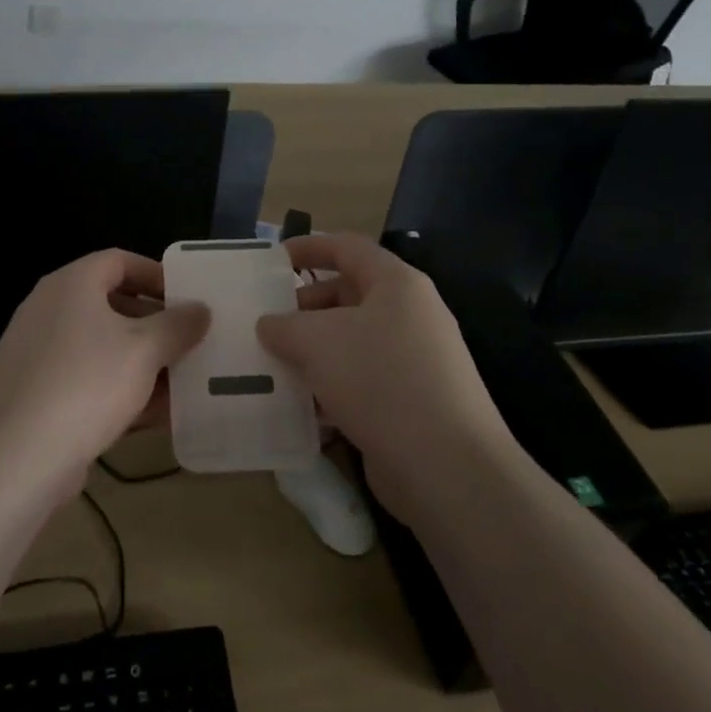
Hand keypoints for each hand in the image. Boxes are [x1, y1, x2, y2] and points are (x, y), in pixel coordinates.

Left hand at [0, 250, 208, 496]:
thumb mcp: (145, 350)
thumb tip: (200, 309)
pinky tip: (156, 417)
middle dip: (156, 326)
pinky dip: (121, 392)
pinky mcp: (37, 396)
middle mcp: (50, 311)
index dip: (157, 275)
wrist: (13, 458)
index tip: (189, 299)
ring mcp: (39, 355)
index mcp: (71, 285)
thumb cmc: (86, 384)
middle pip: (112, 305)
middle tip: (192, 344)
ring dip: (143, 364)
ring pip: (102, 349)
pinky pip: (88, 382)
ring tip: (184, 385)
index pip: (119, 261)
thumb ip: (178, 325)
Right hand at [256, 234, 510, 516]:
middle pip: (348, 296)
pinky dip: (330, 388)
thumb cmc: (379, 379)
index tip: (271, 261)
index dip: (307, 247)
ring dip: (312, 353)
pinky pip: (361, 382)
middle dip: (303, 309)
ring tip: (272, 367)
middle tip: (265, 326)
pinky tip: (300, 407)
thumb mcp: (316, 341)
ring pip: (352, 343)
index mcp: (396, 284)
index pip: (347, 247)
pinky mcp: (411, 402)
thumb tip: (269, 325)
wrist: (445, 464)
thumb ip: (284, 325)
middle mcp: (410, 315)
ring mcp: (414, 361)